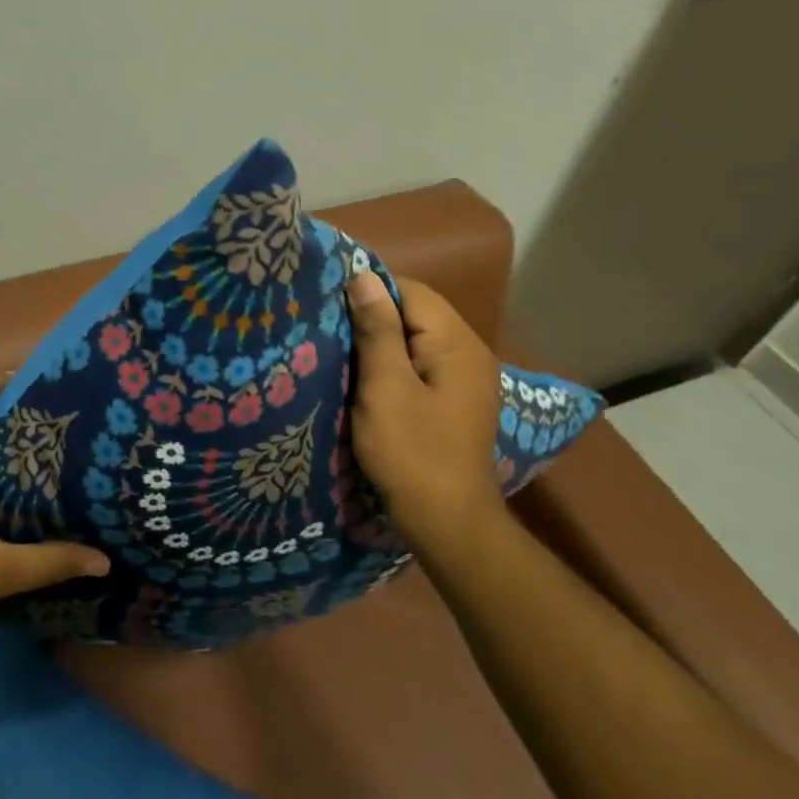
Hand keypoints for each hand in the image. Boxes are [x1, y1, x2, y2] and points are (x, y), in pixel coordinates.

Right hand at [346, 271, 503, 537]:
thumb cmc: (411, 452)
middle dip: (373, 317)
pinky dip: (392, 365)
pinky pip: (420, 366)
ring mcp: (465, 380)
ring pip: (416, 341)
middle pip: (416, 314)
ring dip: (380, 342)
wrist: (446, 522)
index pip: (412, 292)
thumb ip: (378, 330)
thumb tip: (364, 277)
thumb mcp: (385, 387)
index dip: (370, 291)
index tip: (329, 301)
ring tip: (340, 349)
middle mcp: (469, 353)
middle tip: (328, 326)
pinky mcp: (454, 402)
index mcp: (457, 344)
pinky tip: (365, 378)